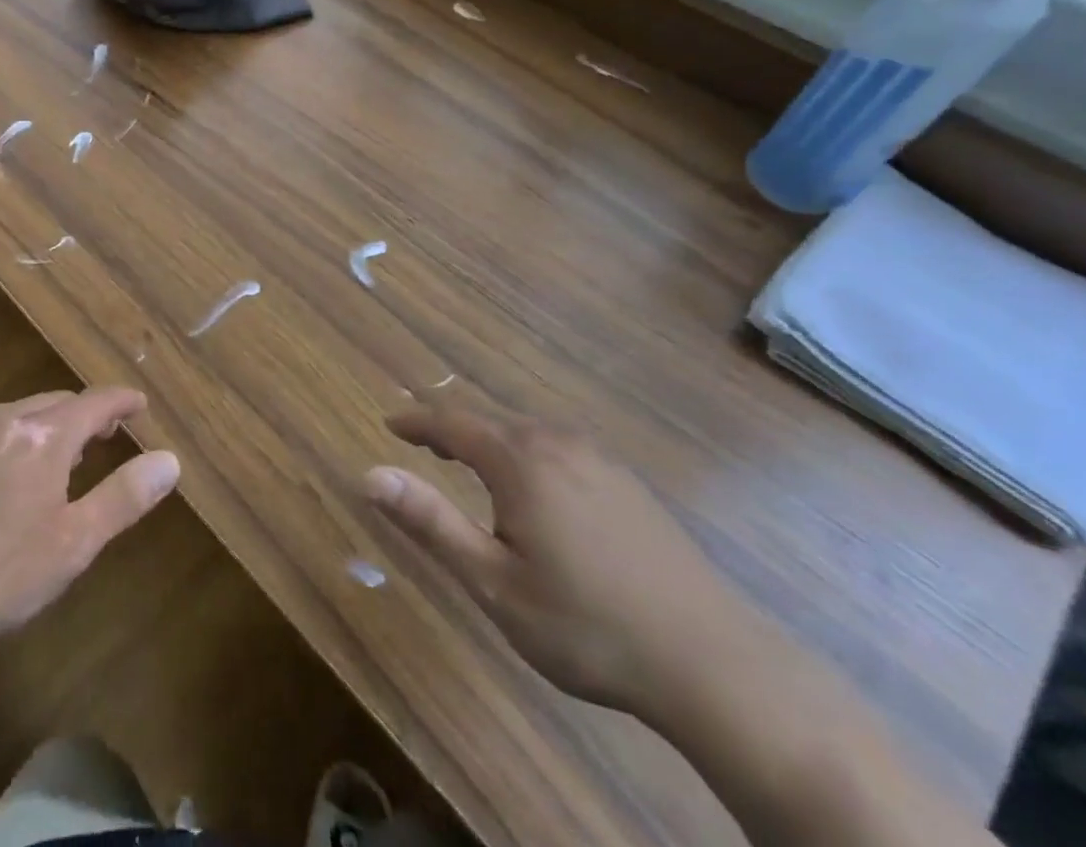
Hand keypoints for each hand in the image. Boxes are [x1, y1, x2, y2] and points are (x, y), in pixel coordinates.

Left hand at [0, 388, 179, 651]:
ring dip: (54, 426)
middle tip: (109, 435)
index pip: (96, 402)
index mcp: (45, 435)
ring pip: (25, 415)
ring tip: (67, 456)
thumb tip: (170, 460)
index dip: (123, 401)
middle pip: (60, 403)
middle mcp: (9, 421)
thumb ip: (122, 498)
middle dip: (89, 413)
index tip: (141, 403)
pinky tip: (14, 477)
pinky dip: (22, 440)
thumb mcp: (71, 543)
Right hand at [364, 407, 760, 721]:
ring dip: (491, 441)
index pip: (452, 423)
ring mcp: (599, 460)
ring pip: (528, 433)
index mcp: (521, 461)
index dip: (416, 422)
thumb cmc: (587, 626)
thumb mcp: (494, 583)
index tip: (389, 425)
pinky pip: (559, 449)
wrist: (715, 663)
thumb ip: (430, 523)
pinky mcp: (628, 483)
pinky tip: (536, 489)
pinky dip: (528, 454)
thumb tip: (370, 474)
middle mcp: (558, 444)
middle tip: (423, 446)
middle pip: (490, 422)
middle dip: (451, 430)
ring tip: (470, 463)